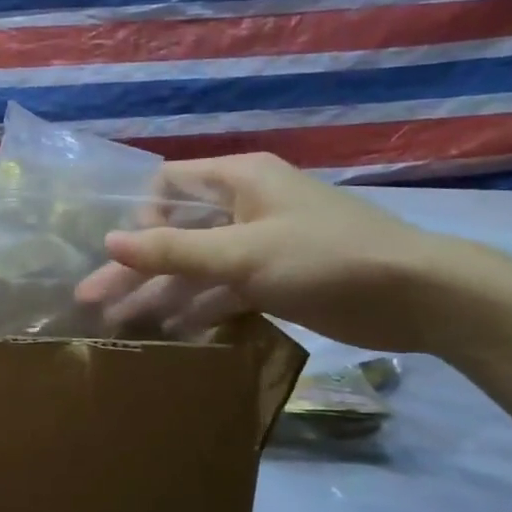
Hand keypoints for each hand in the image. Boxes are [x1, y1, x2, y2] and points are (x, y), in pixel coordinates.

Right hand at [75, 153, 462, 353]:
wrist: (420, 297)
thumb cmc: (326, 258)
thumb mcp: (242, 253)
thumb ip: (172, 249)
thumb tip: (107, 241)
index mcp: (239, 179)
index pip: (169, 184)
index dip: (142, 215)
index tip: (133, 253)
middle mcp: (244, 206)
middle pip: (175, 232)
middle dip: (135, 266)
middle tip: (91, 300)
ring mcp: (259, 245)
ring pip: (195, 265)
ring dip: (160, 292)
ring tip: (118, 324)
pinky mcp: (274, 279)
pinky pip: (222, 288)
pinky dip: (197, 307)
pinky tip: (169, 332)